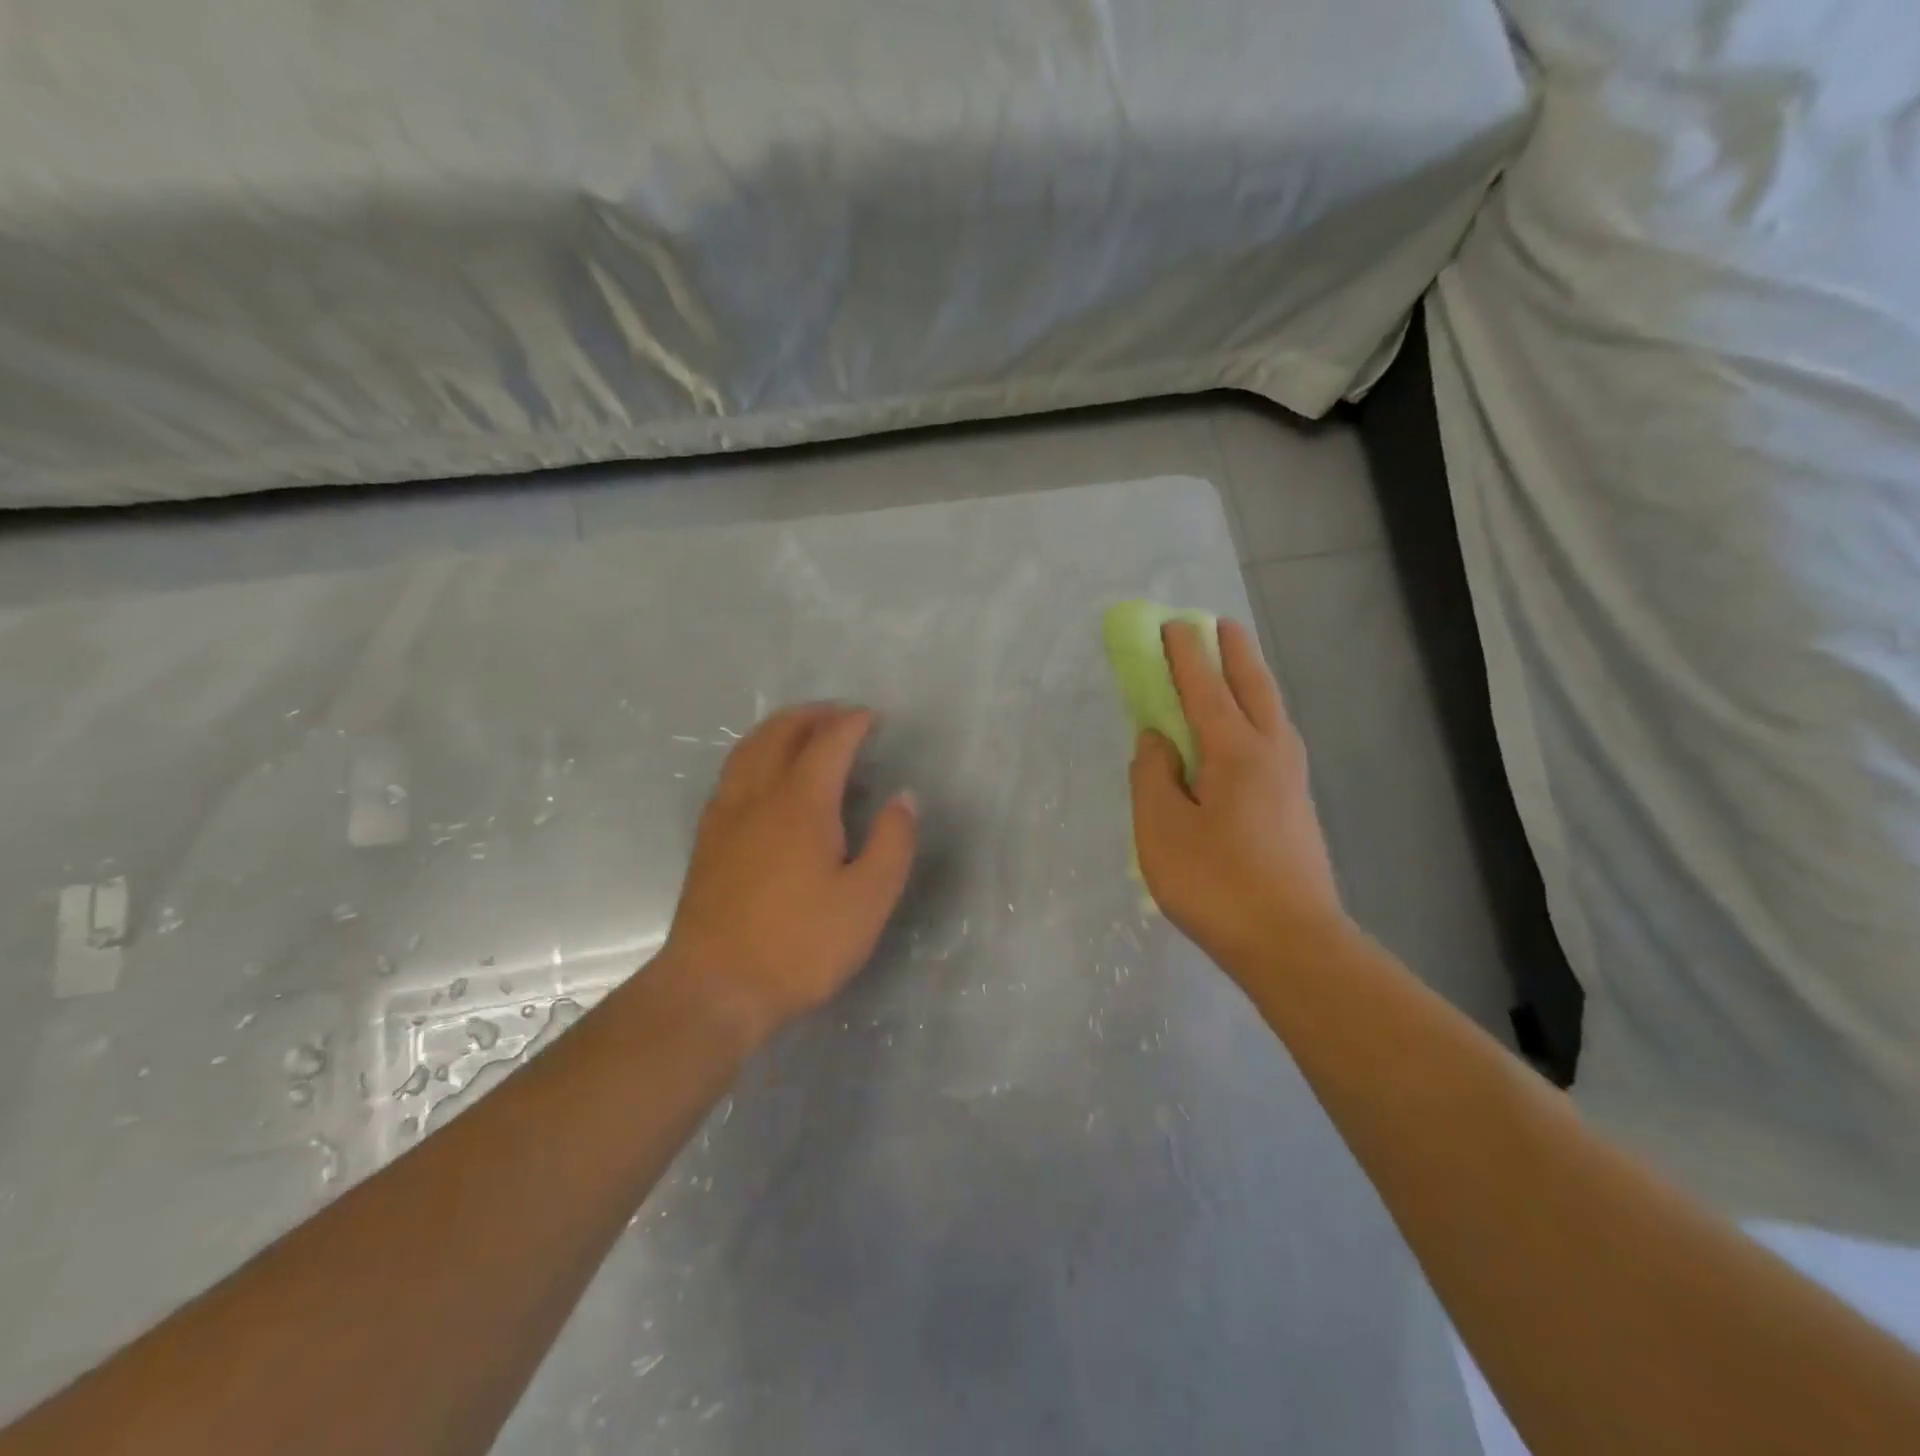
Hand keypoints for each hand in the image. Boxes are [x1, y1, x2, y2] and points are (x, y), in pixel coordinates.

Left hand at [660, 704, 917, 1042]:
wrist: (715, 987)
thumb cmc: (800, 945)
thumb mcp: (868, 900)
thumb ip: (892, 842)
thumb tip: (904, 797)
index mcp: (801, 803)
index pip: (829, 742)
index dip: (853, 723)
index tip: (874, 718)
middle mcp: (758, 795)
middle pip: (780, 732)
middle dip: (812, 715)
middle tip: (840, 715)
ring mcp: (725, 815)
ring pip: (748, 749)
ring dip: (779, 729)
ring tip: (802, 731)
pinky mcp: (707, 839)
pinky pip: (732, 773)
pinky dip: (755, 754)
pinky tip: (763, 776)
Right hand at [1130, 619, 1347, 973]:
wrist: (1293, 944)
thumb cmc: (1217, 884)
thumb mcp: (1162, 830)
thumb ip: (1152, 776)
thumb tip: (1157, 740)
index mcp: (1235, 751)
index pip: (1204, 689)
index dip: (1185, 656)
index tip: (1172, 625)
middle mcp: (1272, 753)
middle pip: (1253, 686)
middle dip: (1233, 652)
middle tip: (1219, 624)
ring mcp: (1292, 779)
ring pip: (1272, 711)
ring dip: (1252, 679)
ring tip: (1235, 666)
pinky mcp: (1297, 805)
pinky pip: (1274, 737)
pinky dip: (1258, 713)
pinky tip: (1248, 730)